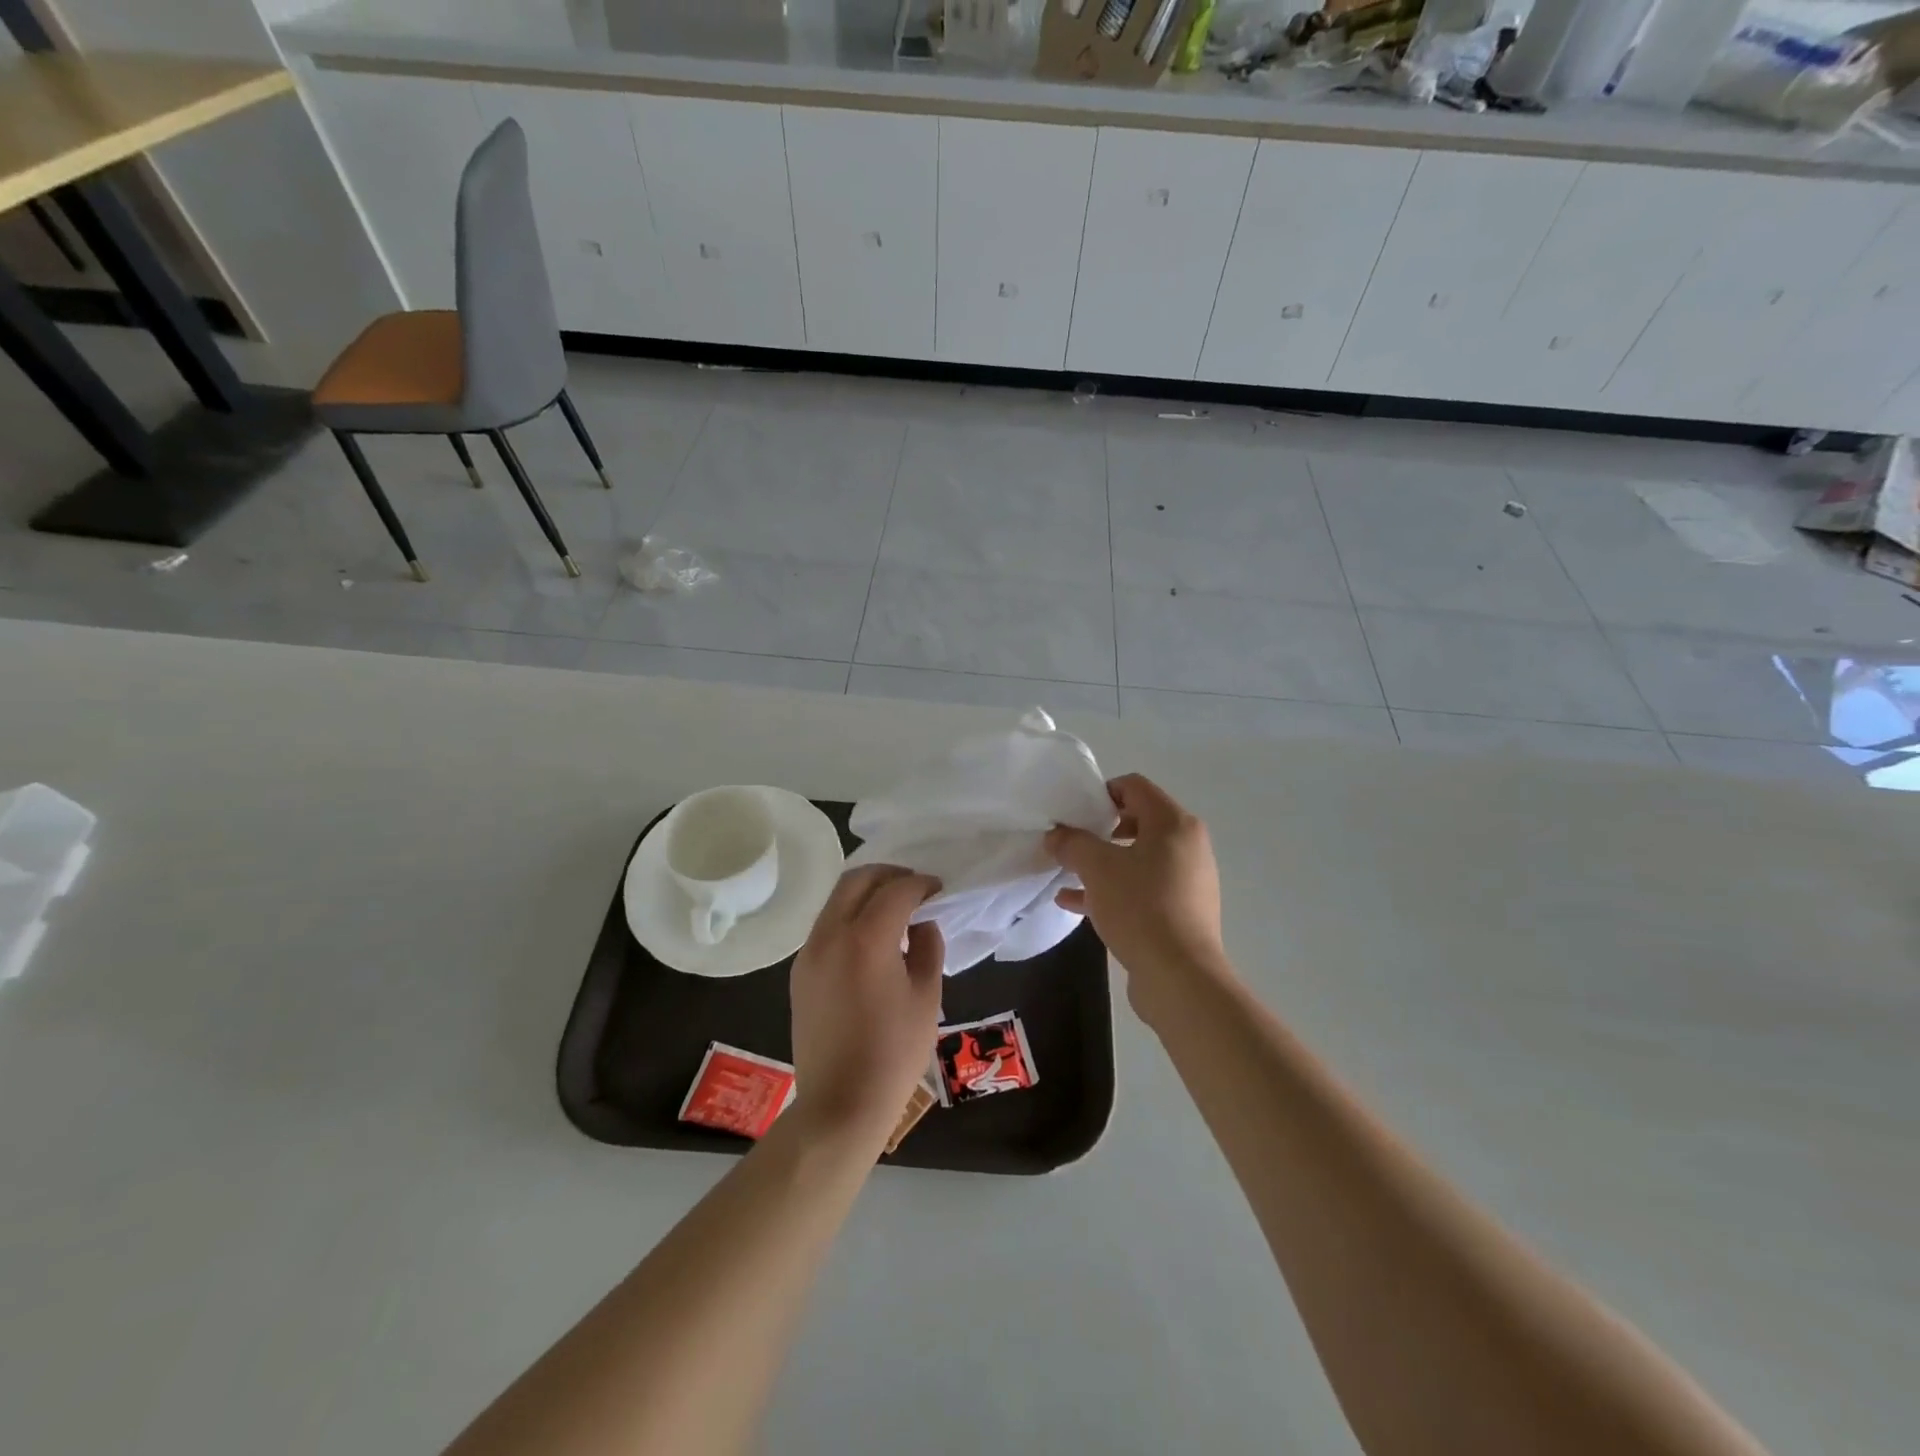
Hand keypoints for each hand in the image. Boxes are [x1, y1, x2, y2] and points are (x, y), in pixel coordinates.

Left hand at [789, 865, 943, 1148]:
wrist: (840, 1104)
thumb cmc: (894, 1053)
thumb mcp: (927, 997)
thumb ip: (928, 948)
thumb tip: (922, 924)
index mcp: (866, 938)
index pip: (896, 890)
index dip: (921, 884)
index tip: (938, 890)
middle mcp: (830, 934)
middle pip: (856, 880)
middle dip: (889, 875)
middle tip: (915, 888)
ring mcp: (809, 952)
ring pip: (836, 899)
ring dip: (866, 893)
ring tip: (894, 911)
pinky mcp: (800, 971)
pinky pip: (826, 925)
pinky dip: (850, 916)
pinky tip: (871, 939)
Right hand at [1045, 774, 1226, 1011]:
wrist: (1179, 976)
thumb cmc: (1140, 907)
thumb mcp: (1096, 868)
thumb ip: (1072, 843)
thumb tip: (1056, 834)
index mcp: (1174, 823)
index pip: (1134, 787)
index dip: (1101, 792)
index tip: (1073, 812)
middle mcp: (1187, 845)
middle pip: (1137, 821)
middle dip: (1099, 829)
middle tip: (1071, 840)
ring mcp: (1187, 880)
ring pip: (1137, 858)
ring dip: (1102, 862)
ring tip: (1068, 871)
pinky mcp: (1180, 911)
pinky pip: (1141, 888)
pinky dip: (1112, 888)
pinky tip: (1075, 902)